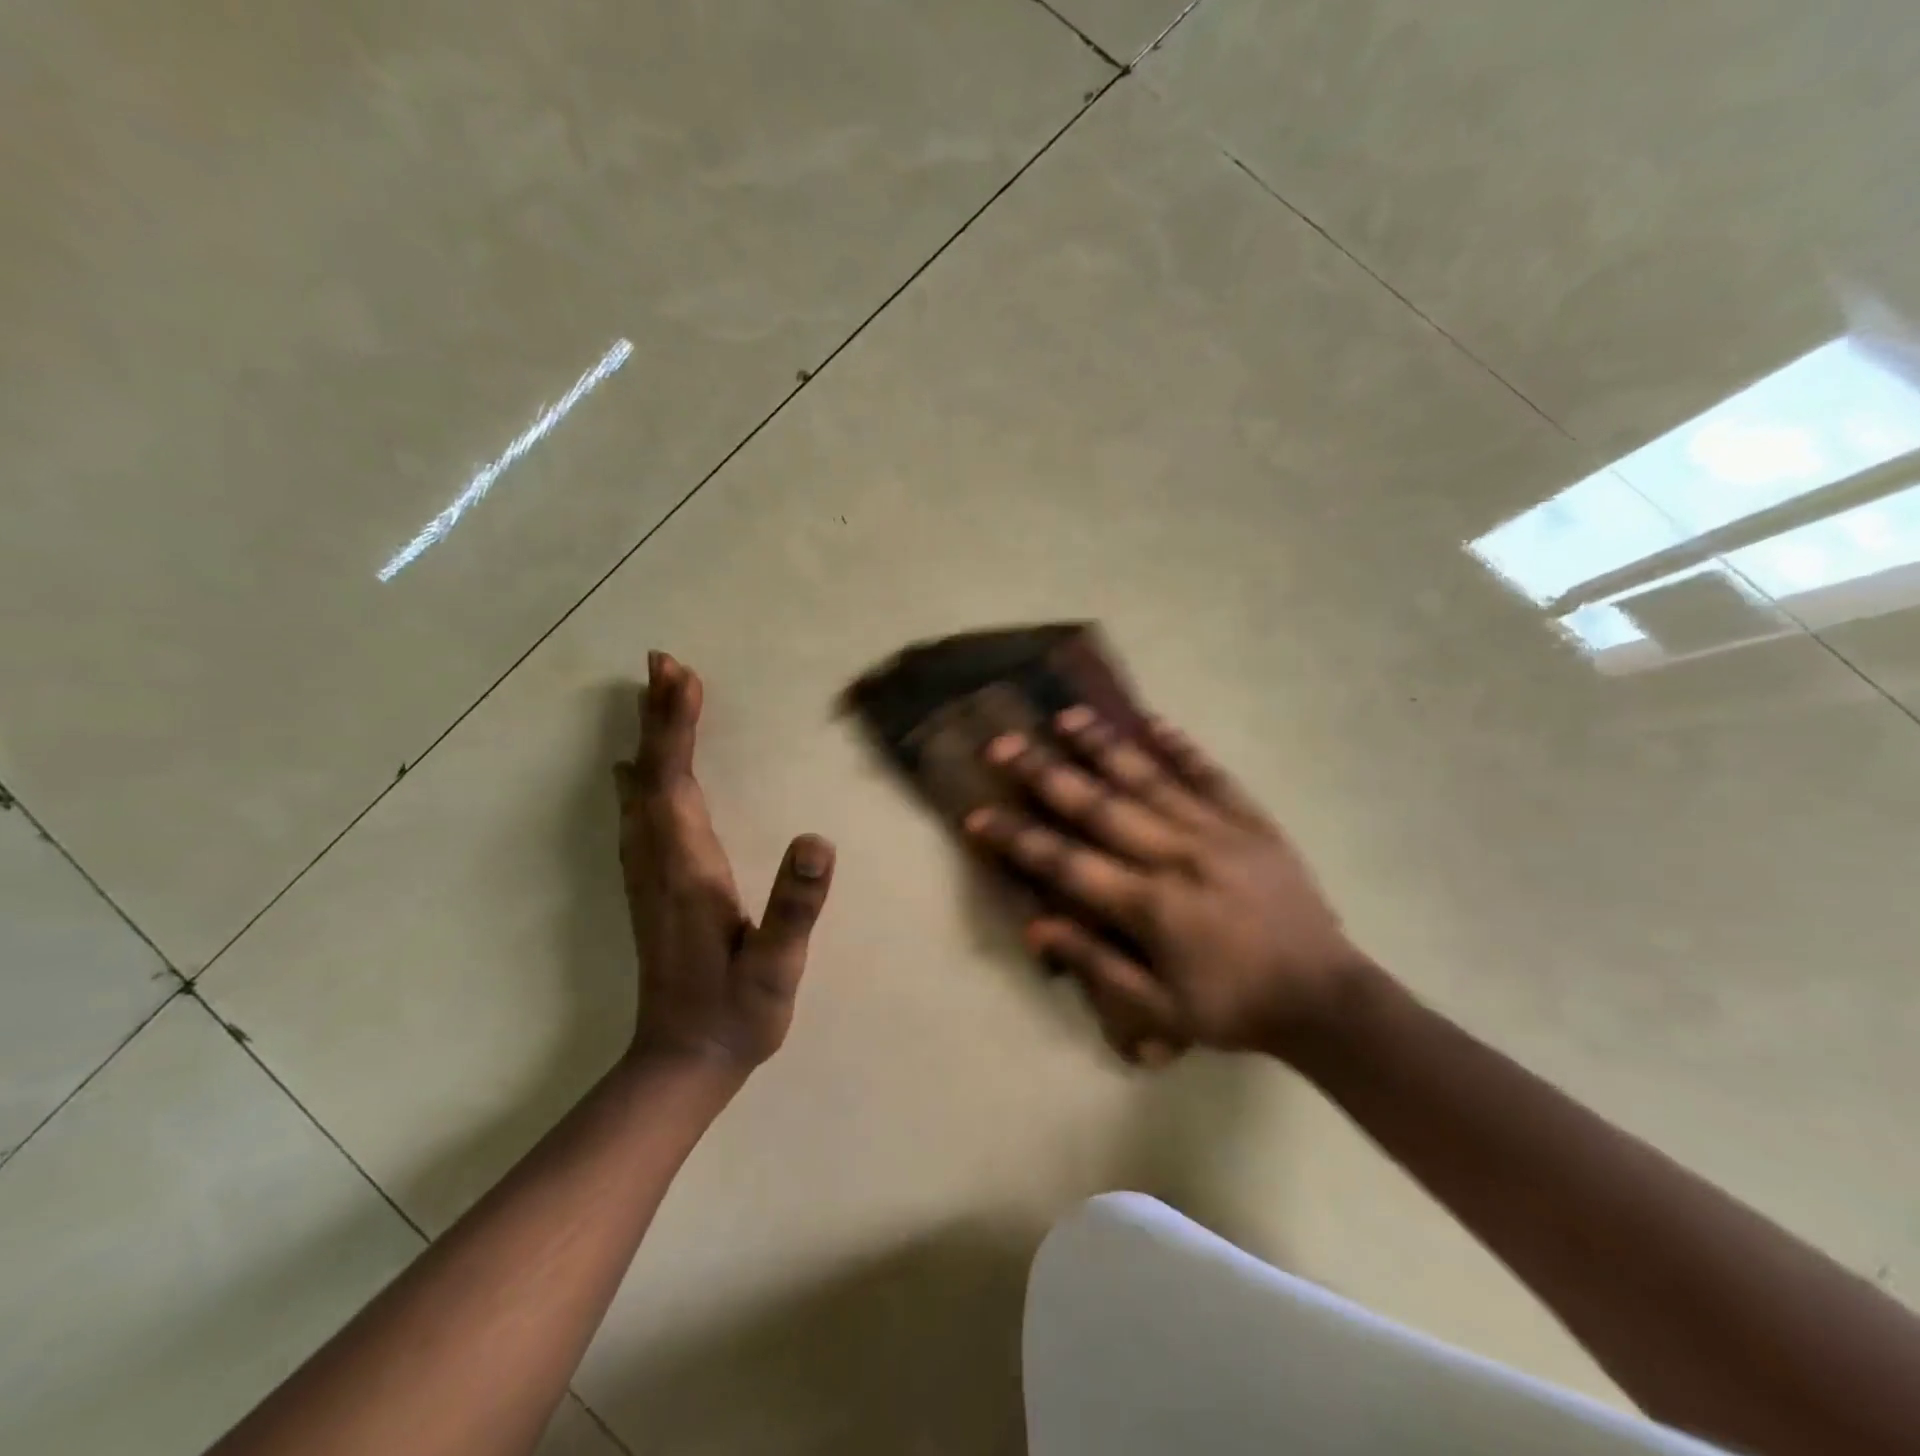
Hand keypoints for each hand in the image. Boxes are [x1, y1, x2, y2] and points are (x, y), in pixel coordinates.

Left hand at [612, 652, 835, 1072]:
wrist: (681, 1063)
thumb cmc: (737, 1013)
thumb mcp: (776, 966)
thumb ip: (795, 904)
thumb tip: (817, 838)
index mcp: (688, 868)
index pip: (676, 782)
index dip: (678, 727)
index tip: (681, 677)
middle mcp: (658, 861)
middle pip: (653, 774)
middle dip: (660, 717)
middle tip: (662, 663)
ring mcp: (649, 875)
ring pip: (641, 791)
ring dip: (650, 740)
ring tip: (655, 697)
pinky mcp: (651, 888)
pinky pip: (639, 815)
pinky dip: (642, 778)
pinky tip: (635, 770)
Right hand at [965, 707, 1375, 1066]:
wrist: (1324, 999)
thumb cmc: (1233, 1008)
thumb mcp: (1159, 1008)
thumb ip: (1097, 963)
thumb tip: (1035, 927)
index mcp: (1150, 905)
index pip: (1067, 863)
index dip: (1018, 839)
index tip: (977, 815)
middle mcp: (1177, 856)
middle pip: (1100, 806)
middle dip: (1046, 774)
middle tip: (1004, 743)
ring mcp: (1217, 832)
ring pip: (1150, 778)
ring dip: (1104, 745)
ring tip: (1066, 715)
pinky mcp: (1252, 822)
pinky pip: (1212, 776)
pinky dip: (1182, 747)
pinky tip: (1155, 721)